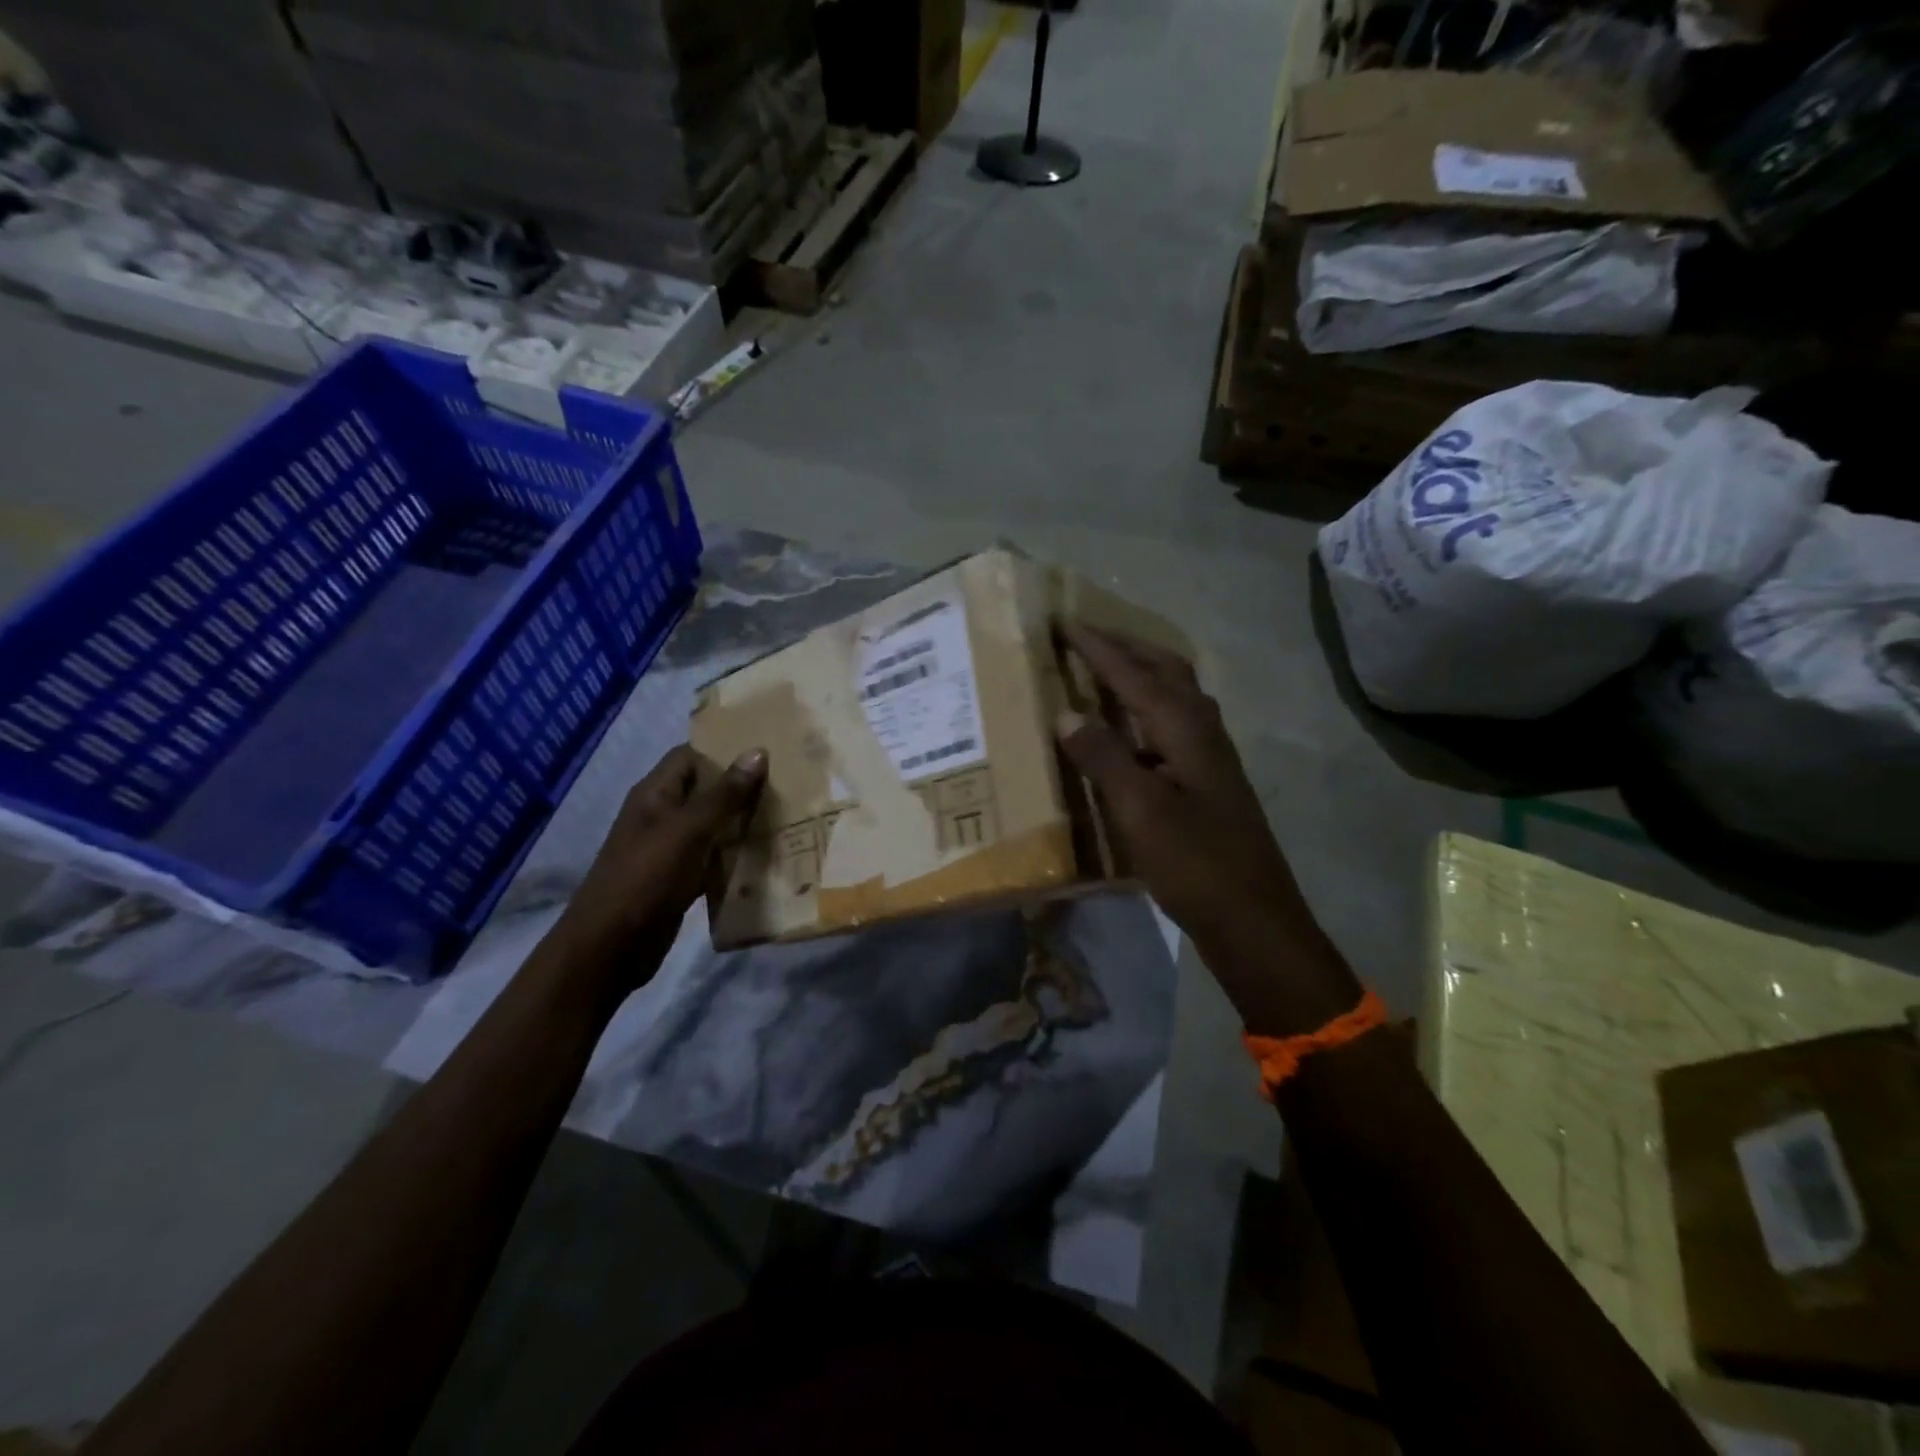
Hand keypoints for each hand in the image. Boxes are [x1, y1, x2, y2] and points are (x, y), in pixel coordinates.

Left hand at [545, 744, 765, 991]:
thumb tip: (757, 752)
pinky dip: (736, 854)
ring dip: (743, 821)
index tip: (767, 749)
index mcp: (655, 794)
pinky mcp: (680, 878)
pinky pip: (714, 857)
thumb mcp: (688, 831)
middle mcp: (662, 815)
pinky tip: (767, 855)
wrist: (611, 947)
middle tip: (788, 782)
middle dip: (742, 785)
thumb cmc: (646, 878)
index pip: (691, 755)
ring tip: (787, 814)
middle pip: (705, 789)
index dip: (724, 748)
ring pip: (713, 824)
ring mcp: (670, 849)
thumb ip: (724, 794)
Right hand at [1056, 625, 1357, 1029]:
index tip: (1064, 622)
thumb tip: (1066, 712)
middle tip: (1085, 637)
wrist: (1252, 918)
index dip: (1098, 647)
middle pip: (1165, 670)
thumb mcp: (1139, 810)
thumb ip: (1103, 757)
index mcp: (1185, 728)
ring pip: (1173, 695)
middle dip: (1126, 647)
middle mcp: (1202, 730)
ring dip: (1139, 673)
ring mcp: (1209, 756)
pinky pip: (1172, 723)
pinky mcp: (1206, 780)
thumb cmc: (1194, 863)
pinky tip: (1127, 730)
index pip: (1134, 673)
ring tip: (1103, 670)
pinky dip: (1145, 708)